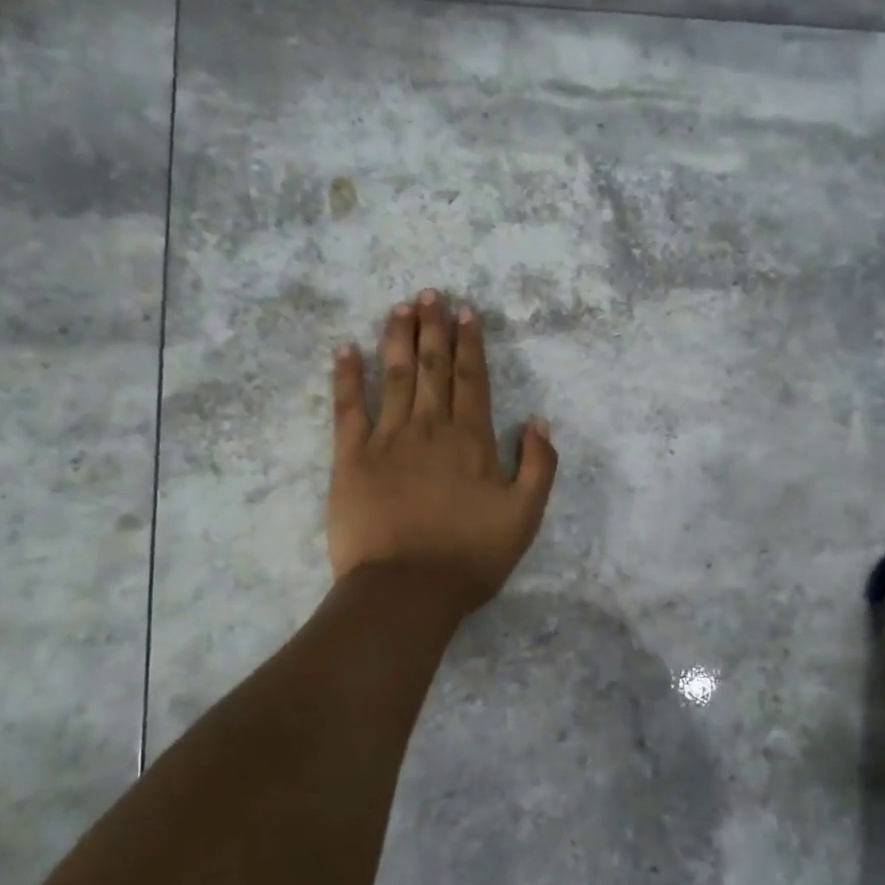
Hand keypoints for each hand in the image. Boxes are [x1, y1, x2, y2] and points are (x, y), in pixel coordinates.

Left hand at [327, 291, 557, 613]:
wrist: (406, 590)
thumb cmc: (470, 556)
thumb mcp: (525, 517)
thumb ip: (539, 466)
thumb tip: (538, 421)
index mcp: (471, 440)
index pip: (471, 379)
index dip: (469, 344)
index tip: (466, 313)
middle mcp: (429, 428)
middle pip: (432, 367)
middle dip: (433, 328)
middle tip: (430, 294)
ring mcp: (386, 440)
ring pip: (394, 376)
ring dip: (397, 338)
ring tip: (399, 307)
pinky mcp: (350, 458)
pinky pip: (347, 408)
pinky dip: (346, 377)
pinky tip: (346, 350)